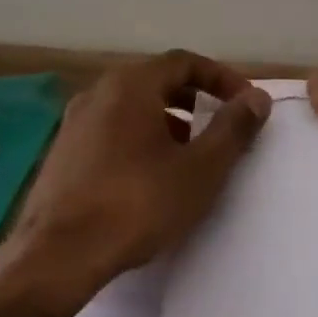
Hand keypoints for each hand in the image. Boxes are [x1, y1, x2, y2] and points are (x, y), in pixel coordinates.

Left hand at [13, 50, 270, 304]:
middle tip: (220, 126)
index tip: (245, 105)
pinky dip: (140, 138)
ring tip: (190, 155)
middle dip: (194, 99)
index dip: (221, 78)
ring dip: (167, 120)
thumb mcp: (200, 169)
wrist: (59, 254)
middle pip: (156, 80)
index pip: (184, 62)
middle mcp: (98, 92)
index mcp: (131, 85)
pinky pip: (111, 129)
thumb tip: (257, 98)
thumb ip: (233, 129)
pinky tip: (150, 176)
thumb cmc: (138, 204)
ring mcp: (74, 121)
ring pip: (132, 107)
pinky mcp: (63, 151)